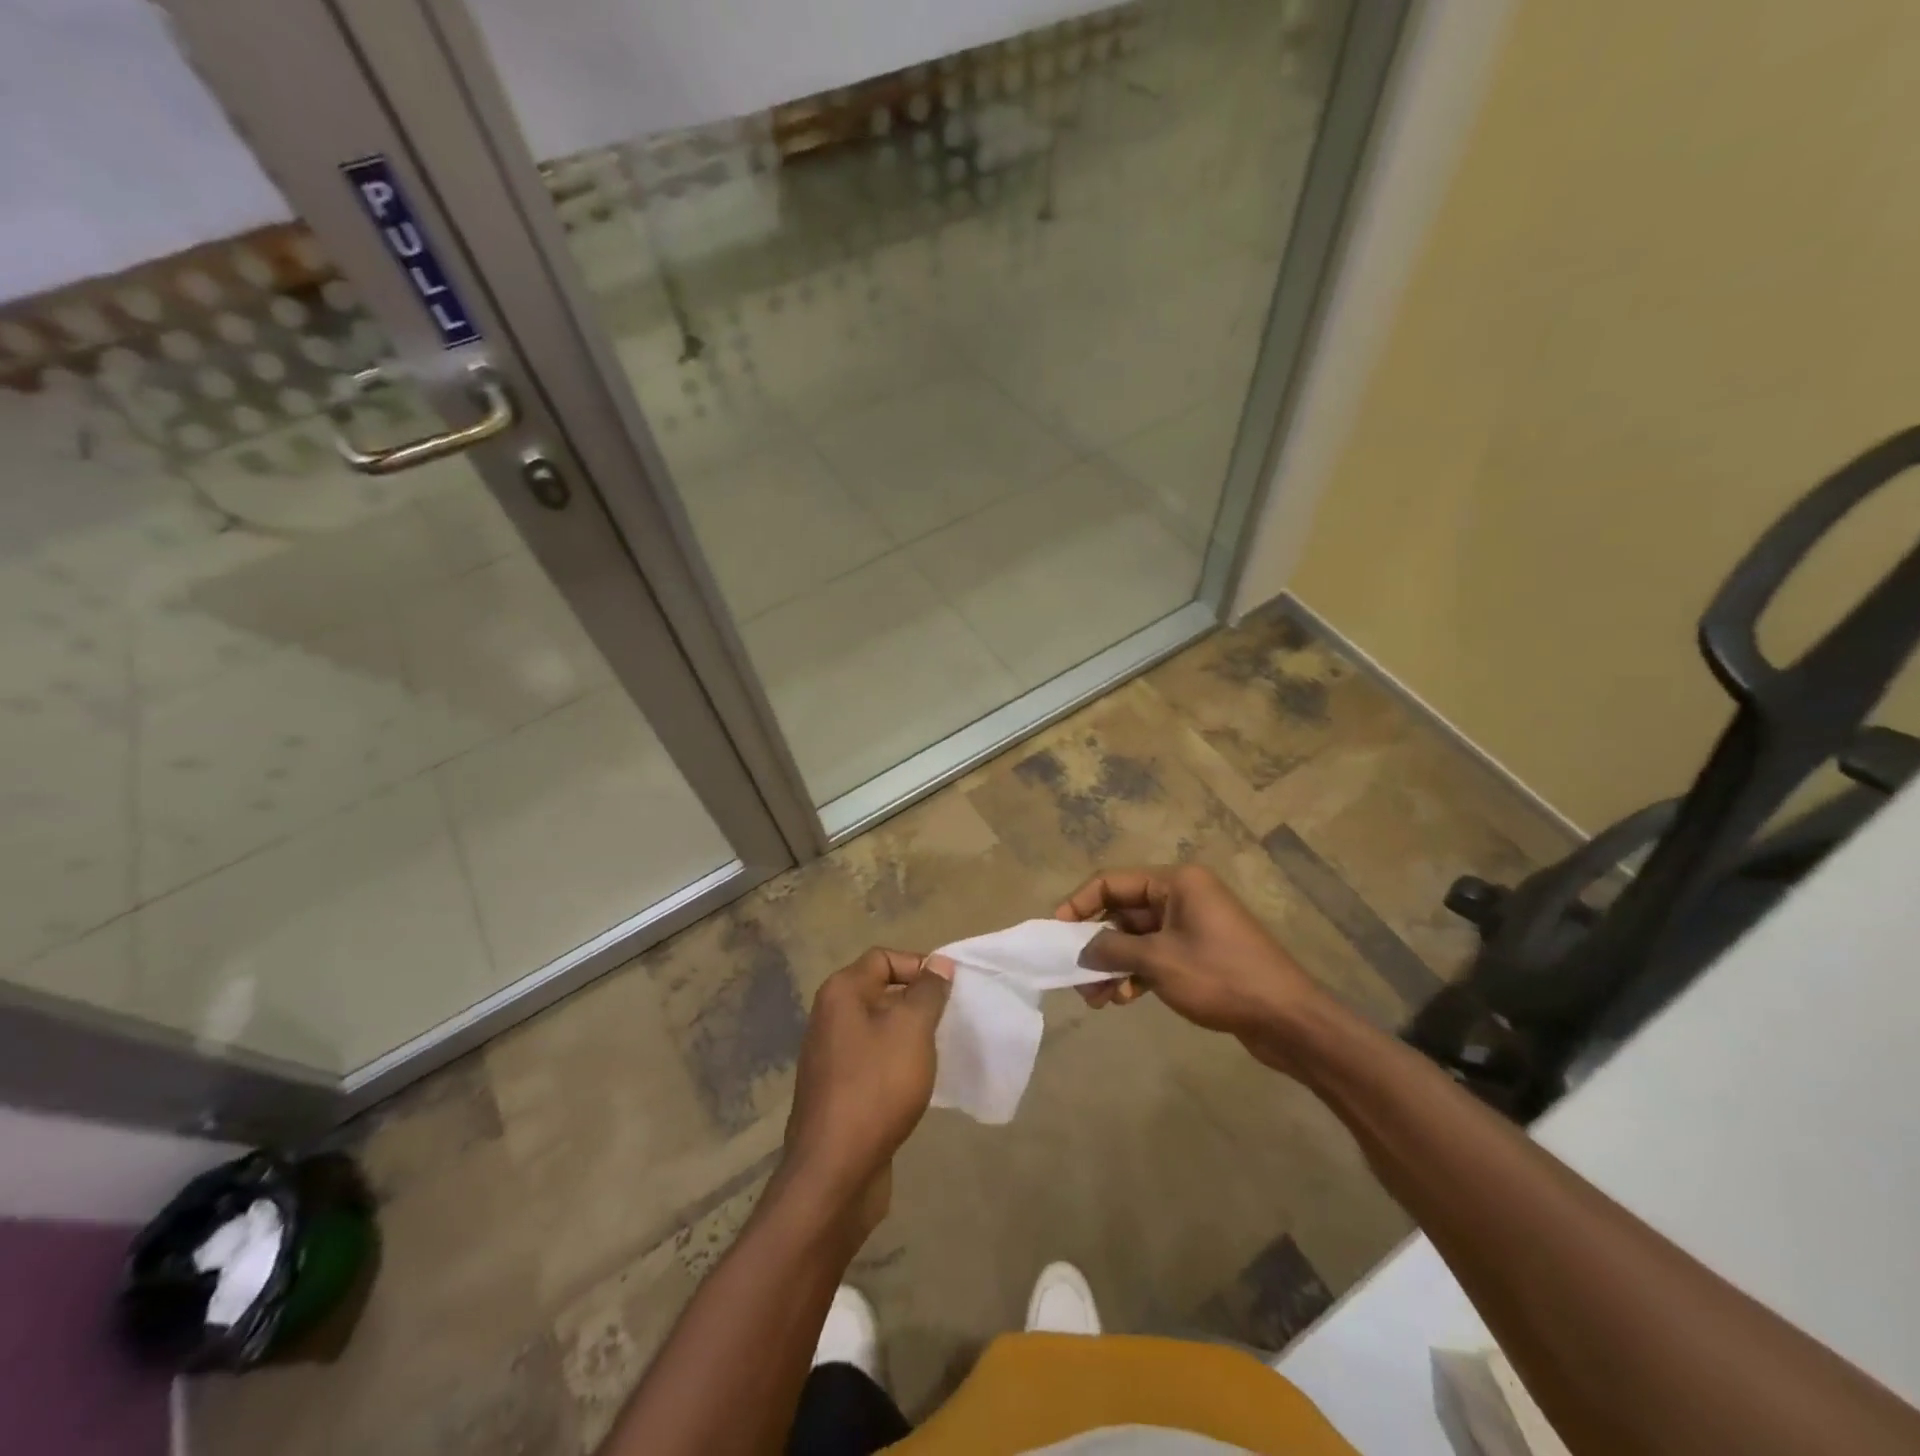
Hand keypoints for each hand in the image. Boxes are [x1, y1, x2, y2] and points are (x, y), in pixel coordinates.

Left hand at [780, 947, 953, 1228]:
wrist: (834, 1171)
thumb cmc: (877, 1086)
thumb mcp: (913, 1029)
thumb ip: (928, 991)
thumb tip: (939, 964)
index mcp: (841, 993)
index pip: (884, 958)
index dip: (919, 966)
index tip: (949, 992)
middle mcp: (829, 1017)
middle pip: (881, 991)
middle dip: (918, 1002)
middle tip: (950, 1021)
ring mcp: (830, 1057)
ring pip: (879, 1029)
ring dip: (910, 1035)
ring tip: (939, 1052)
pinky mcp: (838, 1092)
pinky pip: (874, 1062)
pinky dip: (897, 1064)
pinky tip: (918, 1083)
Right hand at [1055, 864, 1330, 1073]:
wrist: (1288, 1019)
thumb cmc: (1221, 977)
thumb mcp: (1159, 961)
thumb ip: (1112, 950)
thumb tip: (1082, 949)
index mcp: (1175, 882)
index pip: (1112, 882)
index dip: (1079, 904)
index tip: (1056, 932)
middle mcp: (1183, 895)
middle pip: (1123, 911)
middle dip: (1097, 945)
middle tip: (1076, 977)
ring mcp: (1193, 924)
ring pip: (1138, 938)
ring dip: (1115, 964)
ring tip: (1097, 999)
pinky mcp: (1200, 952)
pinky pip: (1156, 954)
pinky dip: (1137, 973)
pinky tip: (1124, 999)